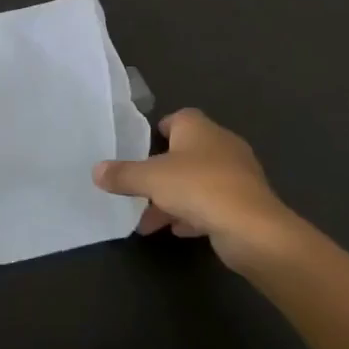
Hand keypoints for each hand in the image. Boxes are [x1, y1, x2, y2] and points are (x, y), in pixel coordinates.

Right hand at [93, 109, 297, 271]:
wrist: (253, 228)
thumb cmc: (199, 188)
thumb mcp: (151, 180)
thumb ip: (122, 175)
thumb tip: (96, 170)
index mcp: (199, 128)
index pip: (177, 118)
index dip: (159, 131)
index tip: (142, 149)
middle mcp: (220, 144)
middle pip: (185, 153)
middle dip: (161, 173)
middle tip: (139, 191)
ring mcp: (236, 174)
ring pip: (197, 181)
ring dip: (174, 198)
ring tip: (150, 221)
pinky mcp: (246, 202)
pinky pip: (213, 203)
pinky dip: (194, 213)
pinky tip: (179, 230)